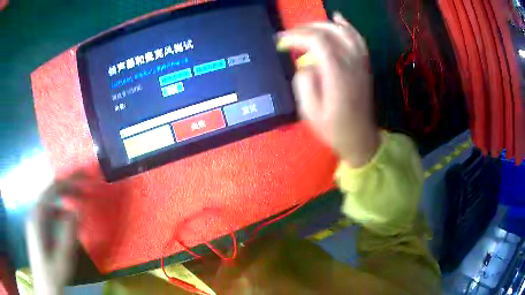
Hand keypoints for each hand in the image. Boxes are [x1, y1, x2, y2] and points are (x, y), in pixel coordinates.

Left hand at [25, 175, 82, 294]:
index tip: (84, 178)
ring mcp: (35, 218)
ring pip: (49, 199)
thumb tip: (77, 211)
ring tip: (79, 197)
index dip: (68, 181)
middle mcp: (34, 212)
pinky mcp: (37, 225)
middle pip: (50, 191)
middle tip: (85, 183)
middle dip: (67, 185)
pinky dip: (59, 208)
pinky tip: (67, 216)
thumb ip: (68, 235)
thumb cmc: (53, 274)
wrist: (44, 285)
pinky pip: (48, 210)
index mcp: (38, 217)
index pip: (52, 190)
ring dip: (64, 196)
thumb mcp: (63, 259)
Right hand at [277, 12, 379, 167]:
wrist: (360, 139)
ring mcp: (360, 63)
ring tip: (305, 27)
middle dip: (305, 29)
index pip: (317, 41)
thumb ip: (304, 82)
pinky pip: (358, 39)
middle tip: (288, 36)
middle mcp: (351, 63)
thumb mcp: (310, 112)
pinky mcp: (363, 65)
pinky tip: (337, 18)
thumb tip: (305, 64)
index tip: (280, 42)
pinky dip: (347, 26)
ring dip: (322, 24)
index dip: (296, 36)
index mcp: (337, 74)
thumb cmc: (334, 129)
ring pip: (344, 31)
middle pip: (329, 32)